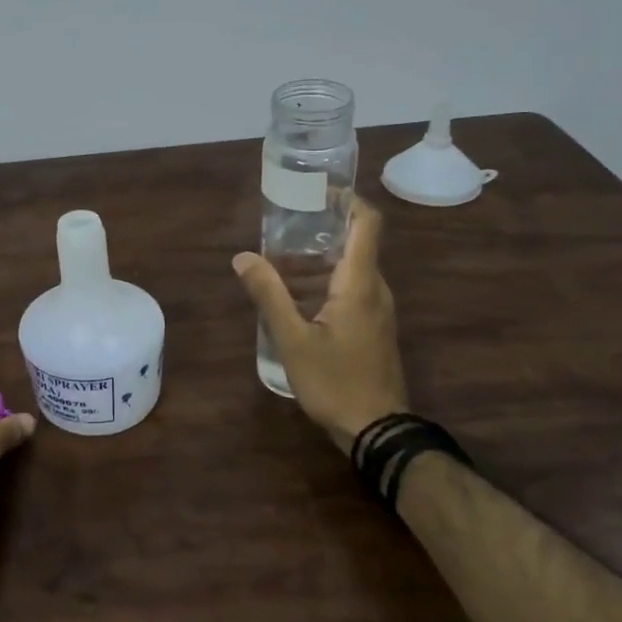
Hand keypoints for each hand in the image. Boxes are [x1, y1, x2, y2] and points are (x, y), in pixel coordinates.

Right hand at [233, 195, 408, 455]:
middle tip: (282, 226)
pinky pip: (352, 290)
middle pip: (356, 243)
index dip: (347, 199)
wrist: (377, 431)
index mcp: (360, 283)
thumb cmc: (335, 382)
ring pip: (352, 269)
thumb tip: (243, 257)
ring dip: (319, 258)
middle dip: (321, 229)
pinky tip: (296, 297)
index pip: (367, 223)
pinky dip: (325, 281)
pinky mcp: (374, 328)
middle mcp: (376, 289)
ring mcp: (378, 311)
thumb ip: (268, 296)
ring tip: (279, 259)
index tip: (317, 191)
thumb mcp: (292, 340)